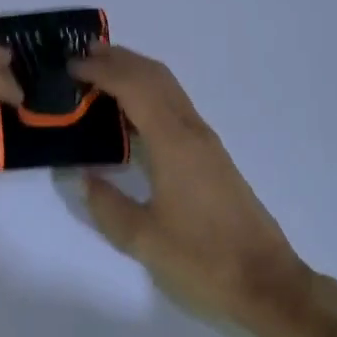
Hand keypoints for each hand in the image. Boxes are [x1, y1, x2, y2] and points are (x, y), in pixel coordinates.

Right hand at [69, 45, 311, 331]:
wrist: (265, 280)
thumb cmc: (203, 259)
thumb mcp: (144, 239)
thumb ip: (108, 205)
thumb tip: (84, 176)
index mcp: (173, 142)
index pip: (133, 87)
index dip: (102, 70)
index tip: (70, 66)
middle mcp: (191, 130)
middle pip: (154, 75)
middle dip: (118, 59)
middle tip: (82, 56)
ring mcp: (205, 140)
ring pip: (168, 86)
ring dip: (135, 71)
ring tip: (102, 72)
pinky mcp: (211, 153)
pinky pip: (175, 103)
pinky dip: (149, 90)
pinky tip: (133, 110)